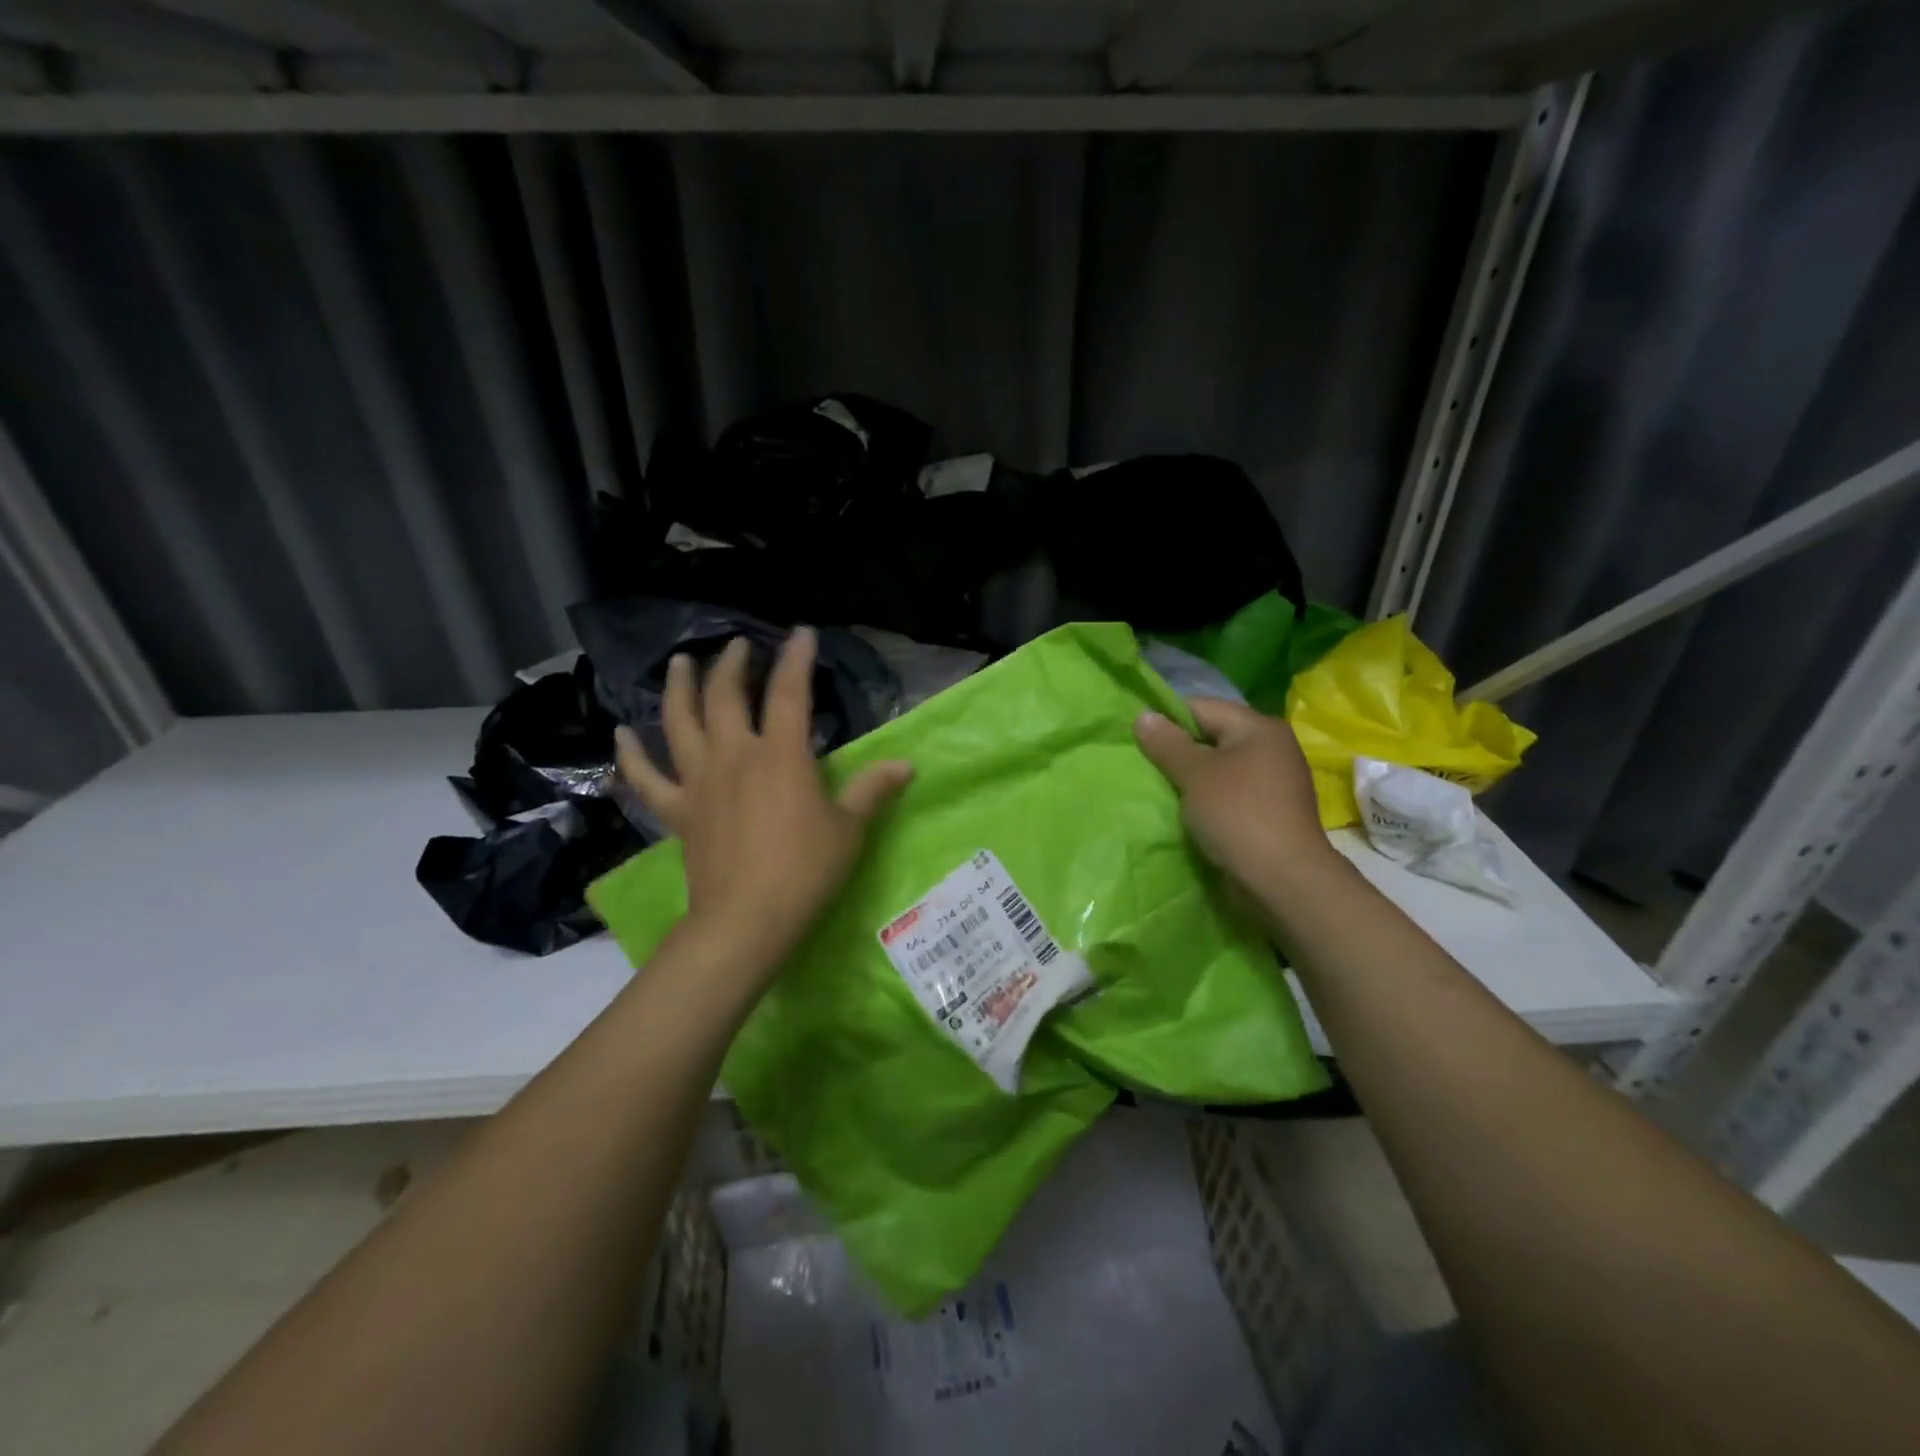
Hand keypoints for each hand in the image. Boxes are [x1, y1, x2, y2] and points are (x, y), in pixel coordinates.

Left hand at [615, 628, 913, 973]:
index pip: (789, 692)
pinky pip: (646, 778)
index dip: (796, 658)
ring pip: (680, 722)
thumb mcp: (849, 829)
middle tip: (738, 646)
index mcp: (780, 755)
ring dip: (680, 688)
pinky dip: (631, 755)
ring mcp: (699, 781)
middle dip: (733, 664)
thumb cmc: (805, 870)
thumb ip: (872, 790)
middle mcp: (734, 755)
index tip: (801, 633)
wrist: (746, 919)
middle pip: (726, 696)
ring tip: (680, 663)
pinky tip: (621, 735)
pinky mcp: (677, 810)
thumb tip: (905, 766)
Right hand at [1134, 698, 1344, 904]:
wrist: (1283, 879)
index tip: (1136, 735)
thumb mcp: (1195, 774)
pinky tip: (1186, 809)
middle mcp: (1272, 747)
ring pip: (1220, 766)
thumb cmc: (1238, 815)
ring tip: (1159, 786)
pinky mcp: (1270, 810)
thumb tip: (1143, 715)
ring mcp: (1274, 780)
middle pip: (1213, 735)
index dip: (1166, 717)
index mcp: (1259, 728)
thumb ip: (1167, 743)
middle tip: (1143, 762)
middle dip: (1177, 748)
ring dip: (1191, 775)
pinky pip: (1230, 791)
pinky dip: (1207, 796)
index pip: (1202, 706)